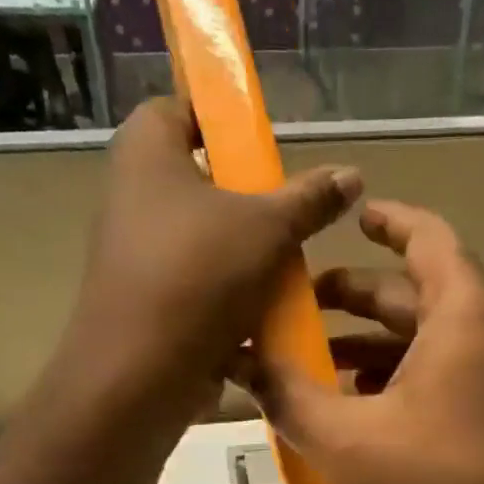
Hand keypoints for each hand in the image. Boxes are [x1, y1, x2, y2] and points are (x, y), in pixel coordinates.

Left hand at [64, 98, 360, 423]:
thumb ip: (310, 199)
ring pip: (205, 241)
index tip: (266, 146)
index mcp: (147, 153)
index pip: (181, 108)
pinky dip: (230, 296)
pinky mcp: (149, 302)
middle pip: (201, 181)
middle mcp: (132, 196)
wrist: (141, 374)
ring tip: (290, 269)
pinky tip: (269, 312)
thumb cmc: (199, 277)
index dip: (224, 120)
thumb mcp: (269, 228)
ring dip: (247, 255)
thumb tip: (351, 174)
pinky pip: (199, 286)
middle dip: (249, 200)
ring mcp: (137, 254)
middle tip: (290, 214)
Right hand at [236, 200, 483, 483]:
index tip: (348, 215)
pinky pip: (443, 383)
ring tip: (317, 367)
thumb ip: (289, 397)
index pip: (426, 237)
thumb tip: (238, 361)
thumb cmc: (446, 481)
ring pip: (427, 345)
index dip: (386, 220)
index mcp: (462, 313)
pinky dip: (399, 385)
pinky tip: (361, 418)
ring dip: (372, 350)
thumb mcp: (349, 440)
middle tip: (299, 307)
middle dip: (355, 298)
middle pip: (416, 295)